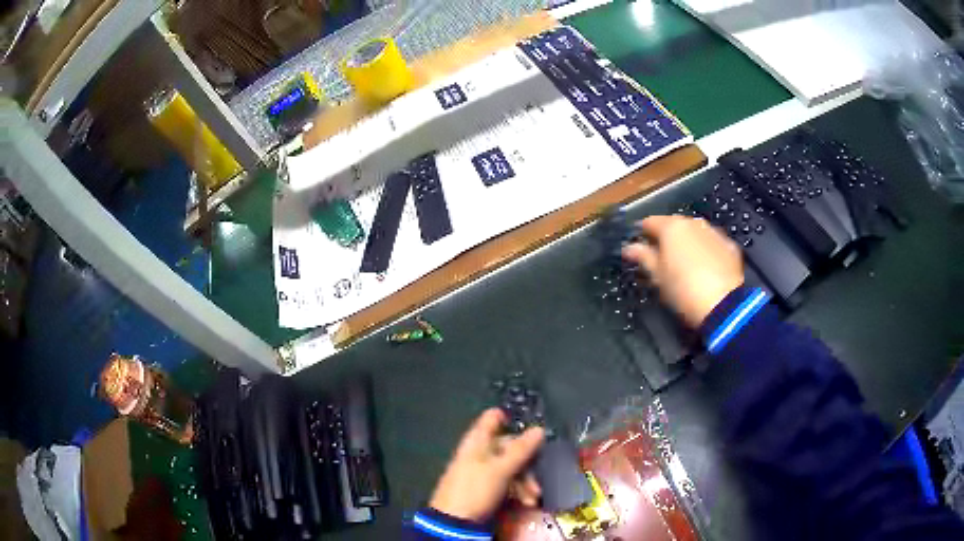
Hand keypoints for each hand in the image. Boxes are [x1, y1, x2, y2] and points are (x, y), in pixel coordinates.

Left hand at [429, 409, 545, 521]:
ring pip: (509, 468)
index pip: (491, 420)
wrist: (453, 522)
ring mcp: (480, 472)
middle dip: (526, 463)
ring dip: (524, 482)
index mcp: (477, 442)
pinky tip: (525, 503)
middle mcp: (479, 453)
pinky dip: (516, 491)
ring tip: (532, 498)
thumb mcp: (501, 470)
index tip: (530, 426)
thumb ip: (520, 450)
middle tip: (537, 479)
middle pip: (507, 448)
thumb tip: (539, 428)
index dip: (509, 419)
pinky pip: (505, 483)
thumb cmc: (475, 490)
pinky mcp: (483, 489)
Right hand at [622, 215, 743, 326]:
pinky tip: (704, 269)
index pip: (650, 222)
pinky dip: (705, 252)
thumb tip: (629, 248)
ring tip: (684, 265)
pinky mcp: (729, 246)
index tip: (638, 247)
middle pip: (674, 225)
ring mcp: (713, 233)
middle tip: (660, 259)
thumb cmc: (683, 290)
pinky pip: (711, 244)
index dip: (642, 233)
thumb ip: (643, 257)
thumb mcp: (658, 276)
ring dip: (687, 243)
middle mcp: (693, 223)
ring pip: (695, 233)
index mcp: (671, 227)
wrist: (723, 304)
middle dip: (666, 238)